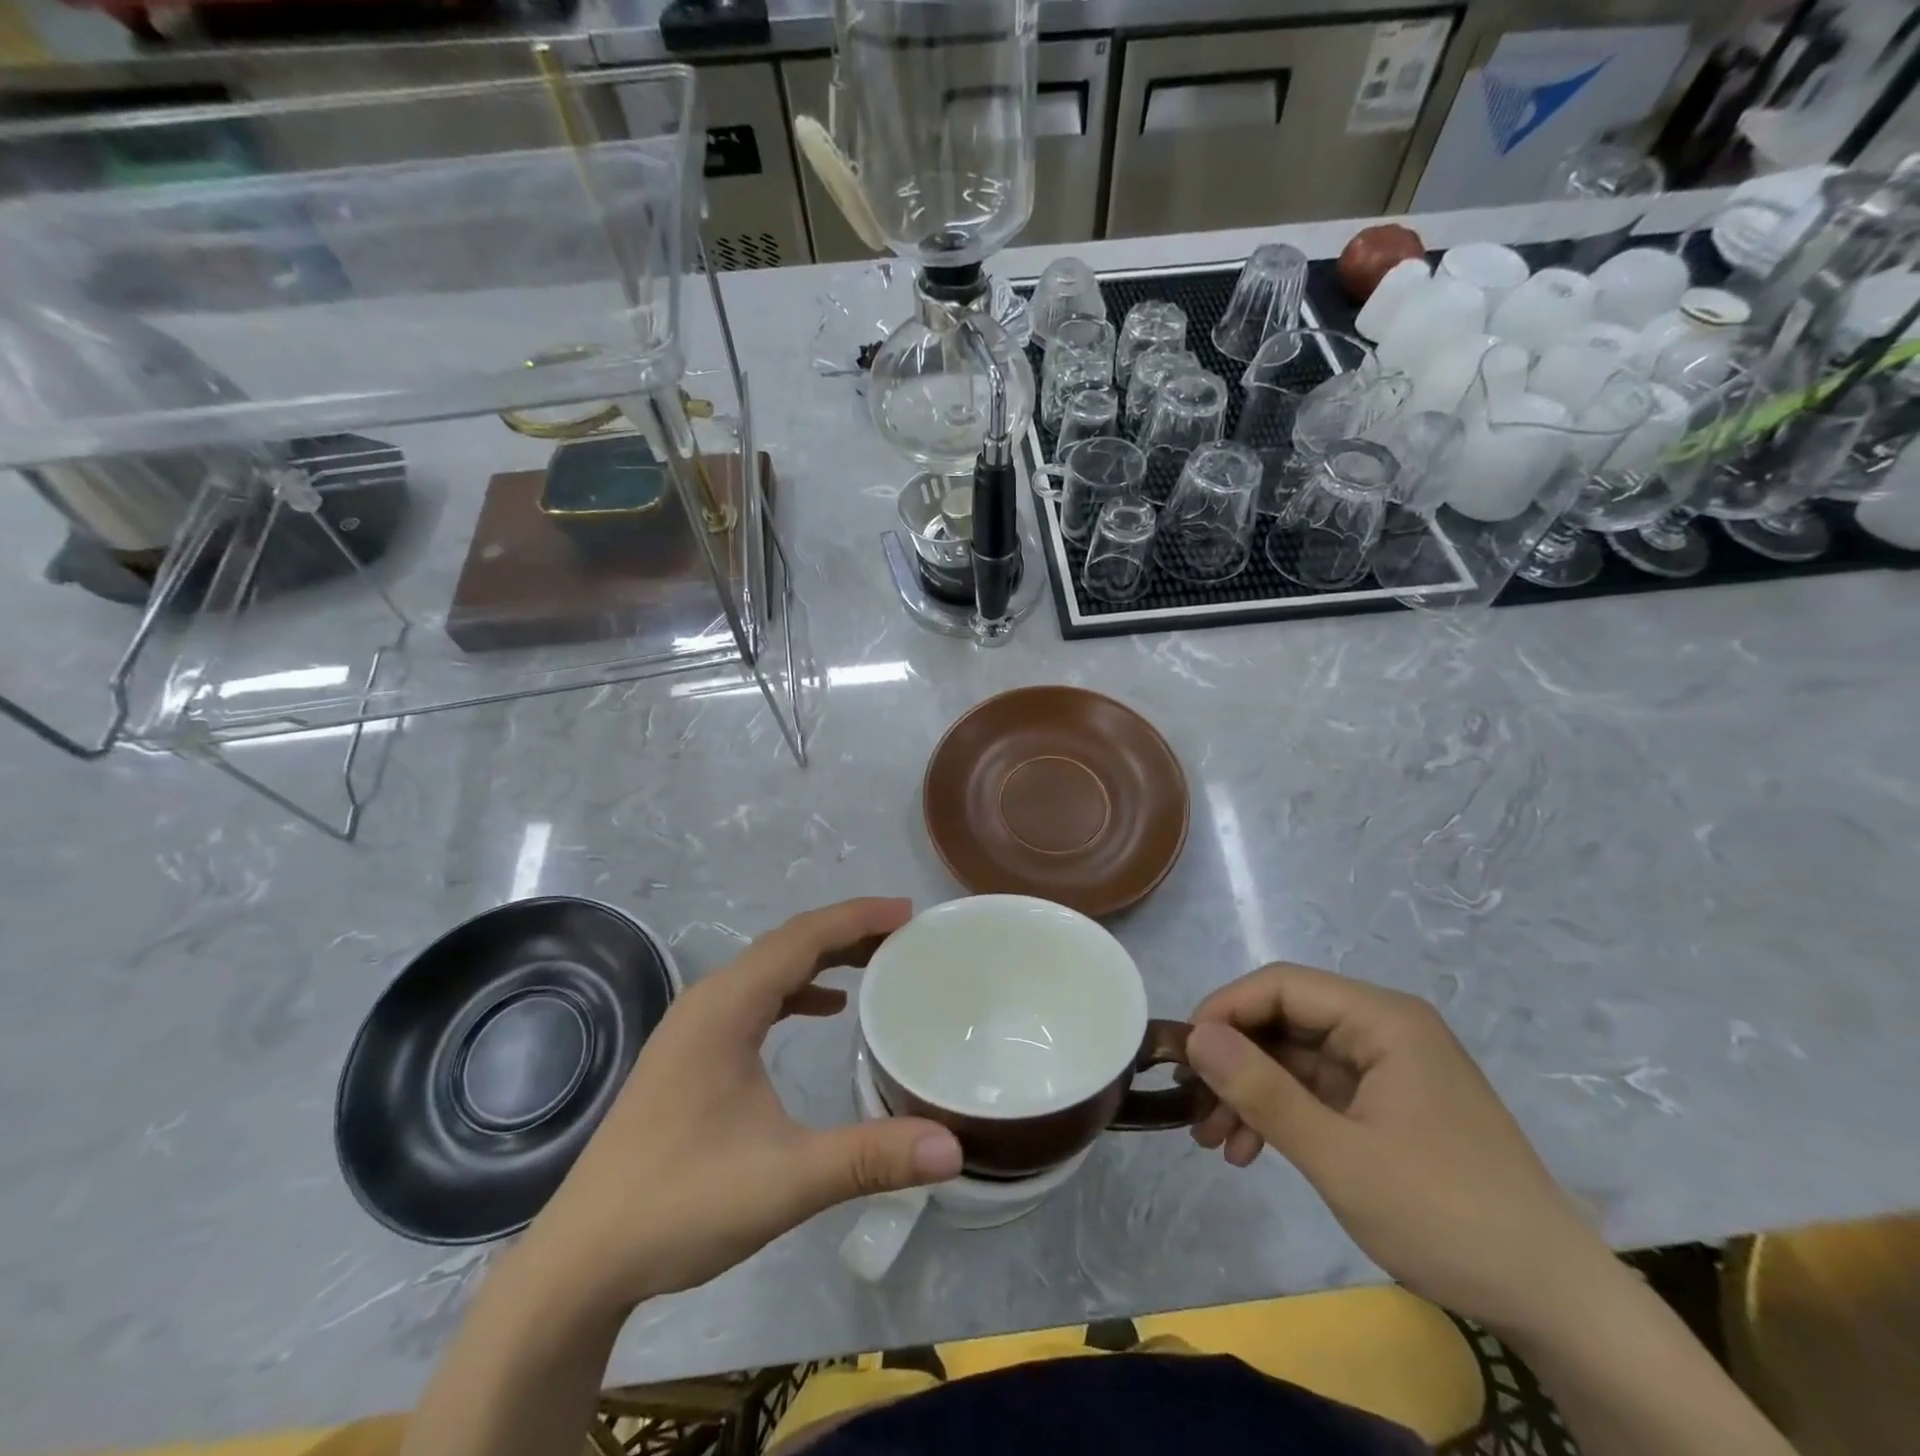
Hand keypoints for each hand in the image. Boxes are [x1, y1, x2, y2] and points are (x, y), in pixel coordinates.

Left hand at [518, 898, 962, 1314]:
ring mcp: (693, 1027)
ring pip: (770, 969)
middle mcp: (708, 1001)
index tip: (909, 913)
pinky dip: (797, 989)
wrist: (580, 1261)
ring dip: (823, 957)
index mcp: (726, 1007)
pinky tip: (823, 1009)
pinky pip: (755, 998)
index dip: (858, 917)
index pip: (802, 937)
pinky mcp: (689, 1054)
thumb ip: (871, 1158)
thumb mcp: (786, 1180)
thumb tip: (954, 1148)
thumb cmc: (680, 1204)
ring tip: (876, 962)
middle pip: (787, 944)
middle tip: (905, 936)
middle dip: (848, 932)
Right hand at [1184, 963, 1615, 1336]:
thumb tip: (1195, 1036)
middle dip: (1233, 1062)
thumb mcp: (1340, 1157)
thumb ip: (1262, 1090)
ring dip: (1250, 1093)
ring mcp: (1387, 1069)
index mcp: (1383, 1020)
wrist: (1557, 1305)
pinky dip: (1280, 1115)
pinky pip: (1316, 1092)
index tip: (1185, 1057)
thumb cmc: (1447, 1217)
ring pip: (1294, 1059)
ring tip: (1214, 1141)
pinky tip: (1251, 1151)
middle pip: (1284, 1021)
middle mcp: (1384, 1030)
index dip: (1224, 1011)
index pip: (1281, 985)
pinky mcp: (1388, 1106)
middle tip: (1193, 1108)